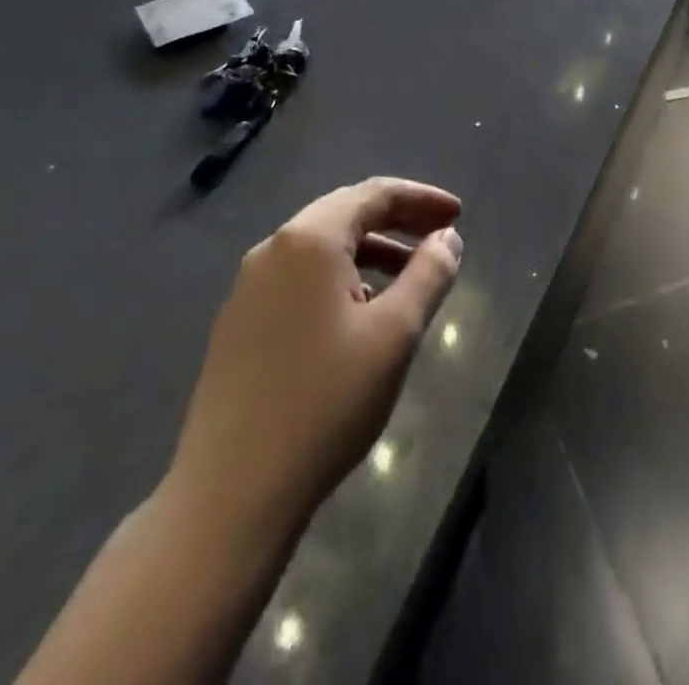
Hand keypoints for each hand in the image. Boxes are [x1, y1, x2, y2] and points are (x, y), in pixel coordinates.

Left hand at [167, 177, 463, 530]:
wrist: (229, 494)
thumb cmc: (325, 402)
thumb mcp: (394, 334)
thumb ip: (428, 275)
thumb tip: (447, 238)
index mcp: (309, 239)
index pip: (374, 194)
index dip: (421, 199)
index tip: (459, 214)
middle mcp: (273, 248)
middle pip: (345, 213)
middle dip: (397, 220)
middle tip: (440, 235)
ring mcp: (248, 287)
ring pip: (321, 248)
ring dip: (370, 251)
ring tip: (409, 277)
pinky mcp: (238, 323)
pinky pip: (300, 278)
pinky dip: (340, 277)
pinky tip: (360, 313)